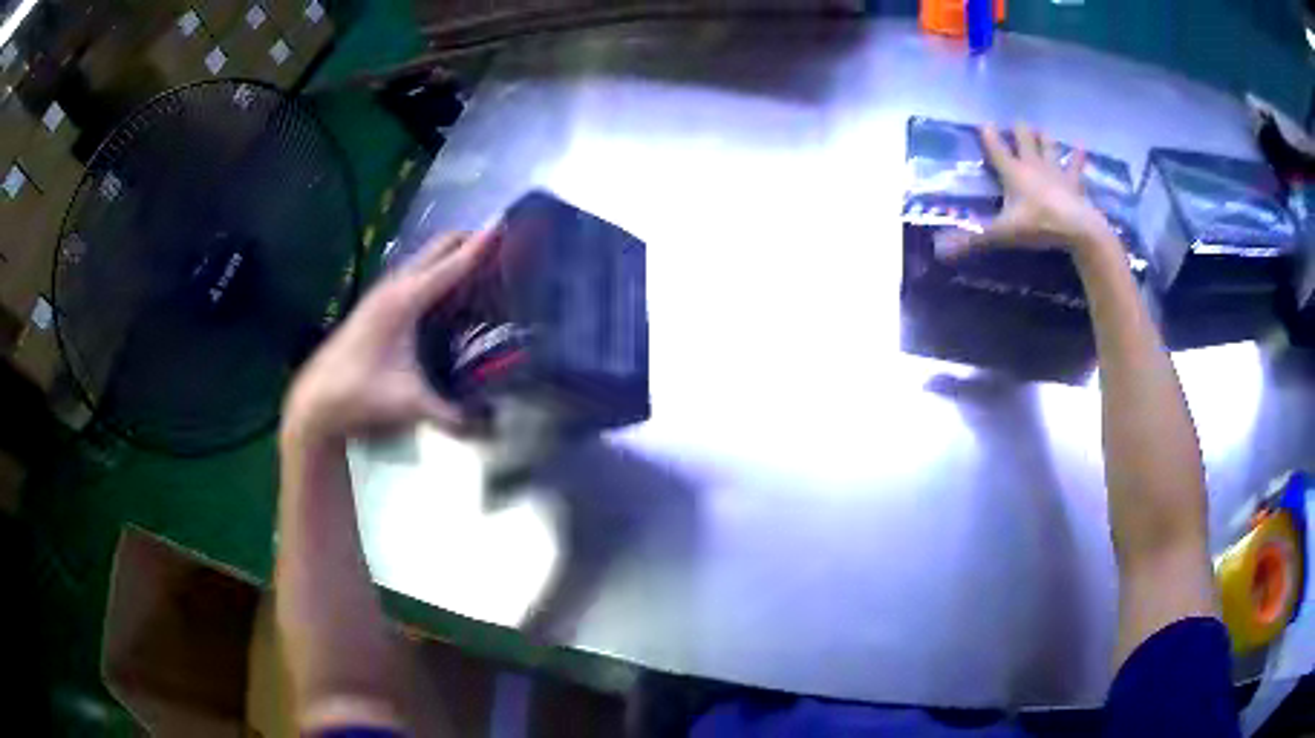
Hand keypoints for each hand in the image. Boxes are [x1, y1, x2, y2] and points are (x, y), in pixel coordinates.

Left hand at [281, 230, 496, 450]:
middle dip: (470, 240)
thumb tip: (496, 428)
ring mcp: (383, 293)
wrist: (316, 403)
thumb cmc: (360, 395)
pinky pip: (416, 275)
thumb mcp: (411, 406)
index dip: (482, 244)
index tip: (509, 223)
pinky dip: (437, 273)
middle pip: (439, 246)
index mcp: (406, 299)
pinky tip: (450, 297)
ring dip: (453, 256)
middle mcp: (395, 286)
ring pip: (426, 259)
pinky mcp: (377, 305)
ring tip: (485, 269)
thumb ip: (455, 417)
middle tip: (506, 249)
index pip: (454, 263)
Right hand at [935, 123, 1112, 259]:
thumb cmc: (1039, 226)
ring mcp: (1056, 170)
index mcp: (1013, 172)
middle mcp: (1033, 164)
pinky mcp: (1075, 182)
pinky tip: (1082, 147)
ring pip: (1048, 145)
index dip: (988, 135)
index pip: (996, 147)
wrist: (1078, 229)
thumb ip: (974, 241)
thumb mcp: (1003, 234)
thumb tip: (940, 251)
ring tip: (1041, 130)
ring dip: (1044, 138)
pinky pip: (1077, 165)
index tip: (982, 123)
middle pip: (1024, 138)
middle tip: (1016, 126)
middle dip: (1019, 130)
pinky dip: (1079, 156)